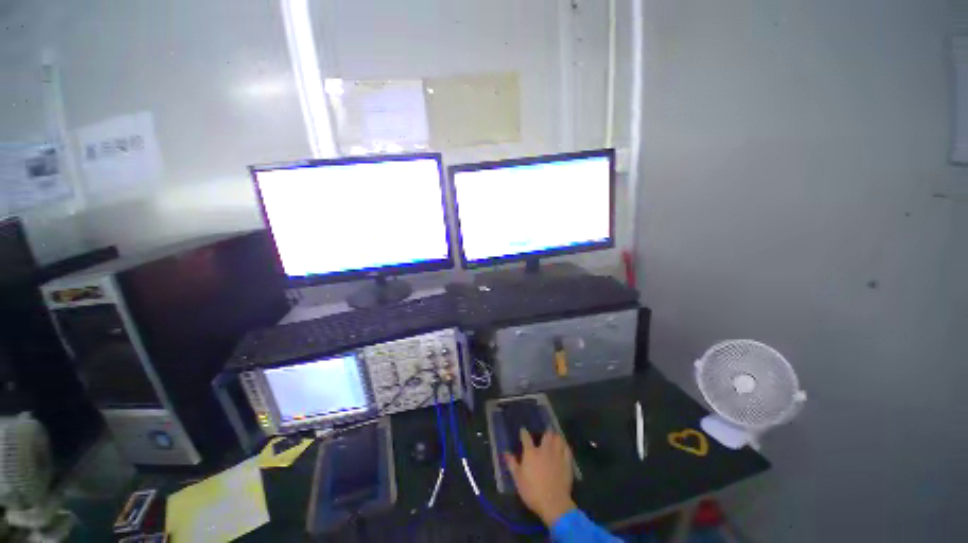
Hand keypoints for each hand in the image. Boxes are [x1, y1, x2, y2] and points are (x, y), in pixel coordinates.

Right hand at [503, 429, 576, 526]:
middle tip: (544, 434)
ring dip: (556, 437)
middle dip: (545, 432)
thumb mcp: (518, 479)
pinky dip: (565, 446)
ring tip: (554, 439)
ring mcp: (557, 455)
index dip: (524, 433)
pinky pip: (567, 448)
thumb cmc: (532, 491)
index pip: (526, 437)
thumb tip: (505, 453)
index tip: (523, 431)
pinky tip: (563, 448)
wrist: (554, 503)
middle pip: (546, 434)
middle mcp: (544, 450)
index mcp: (531, 453)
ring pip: (558, 439)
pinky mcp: (567, 462)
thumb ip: (512, 464)